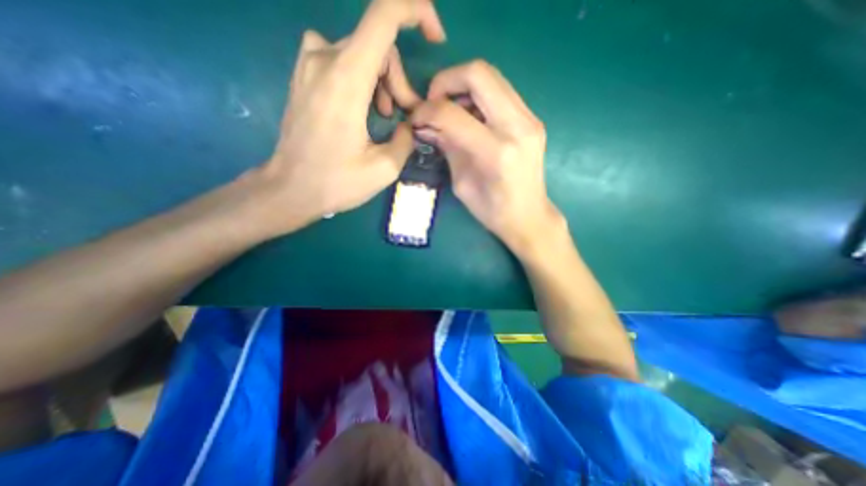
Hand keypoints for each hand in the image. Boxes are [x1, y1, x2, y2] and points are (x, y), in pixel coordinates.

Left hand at [244, 0, 442, 236]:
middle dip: (400, 80)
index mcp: (347, 79)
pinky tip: (364, 109)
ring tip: (385, 117)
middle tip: (404, 116)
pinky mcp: (304, 75)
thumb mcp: (384, 169)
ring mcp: (309, 64)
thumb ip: (407, 139)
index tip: (436, 38)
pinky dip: (363, 78)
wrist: (290, 189)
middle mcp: (324, 58)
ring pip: (362, 52)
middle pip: (378, 45)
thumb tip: (410, 124)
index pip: (384, 15)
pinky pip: (343, 58)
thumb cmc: (335, 182)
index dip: (416, 12)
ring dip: (383, 81)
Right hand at [411, 60, 566, 253]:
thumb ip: (447, 148)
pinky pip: (501, 91)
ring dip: (462, 87)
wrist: (529, 217)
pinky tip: (470, 118)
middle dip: (446, 81)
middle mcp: (517, 127)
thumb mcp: (461, 184)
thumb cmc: (493, 212)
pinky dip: (478, 96)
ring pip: (492, 77)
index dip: (426, 111)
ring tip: (450, 112)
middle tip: (433, 104)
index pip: (452, 114)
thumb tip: (426, 126)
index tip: (416, 119)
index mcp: (496, 153)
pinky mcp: (533, 119)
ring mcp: (530, 119)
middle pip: (479, 74)